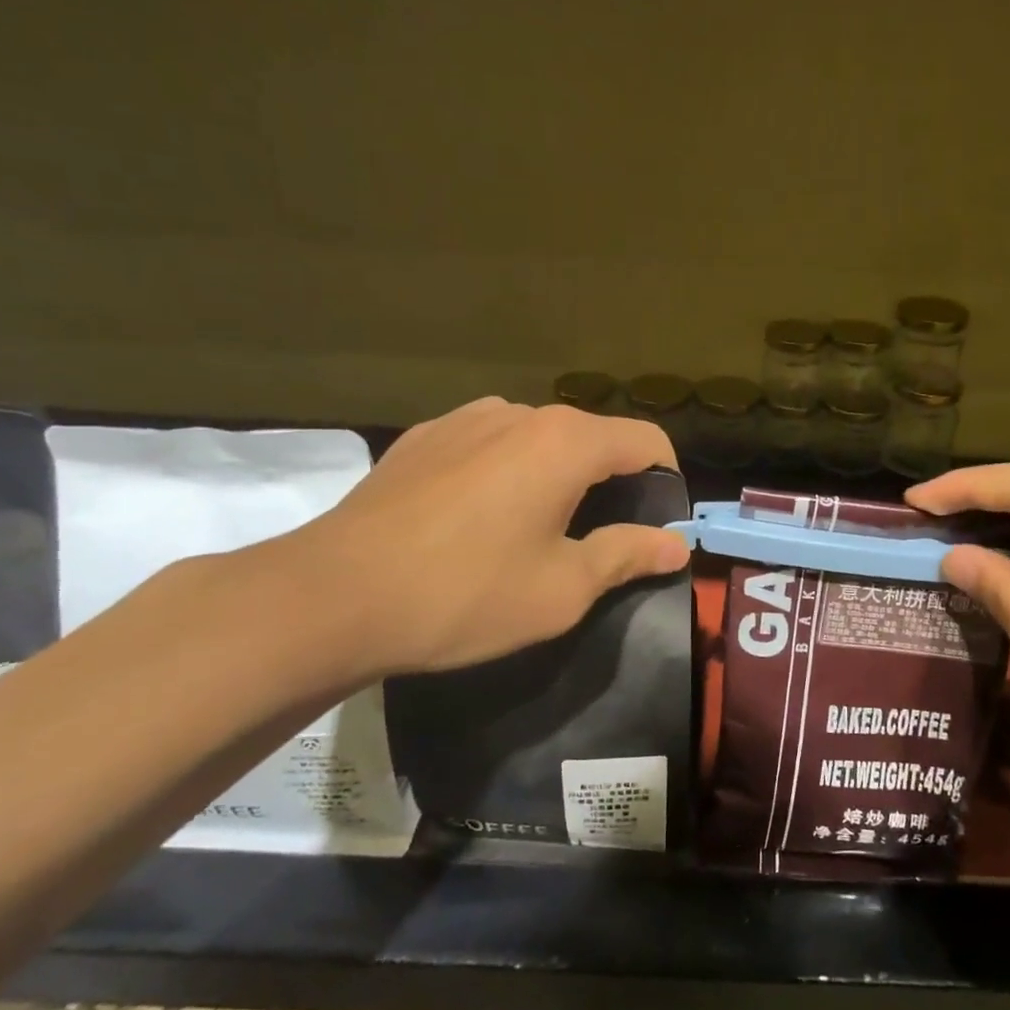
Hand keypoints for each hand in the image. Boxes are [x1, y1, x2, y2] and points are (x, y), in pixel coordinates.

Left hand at [269, 399, 687, 682]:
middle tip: (596, 540)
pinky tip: (475, 519)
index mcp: (566, 442)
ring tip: (532, 529)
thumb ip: (627, 554)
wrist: (332, 596)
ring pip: (539, 438)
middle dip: (610, 481)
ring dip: (555, 474)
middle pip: (592, 437)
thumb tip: (676, 544)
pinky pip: (489, 443)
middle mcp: (521, 413)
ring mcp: (466, 418)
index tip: (657, 525)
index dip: (666, 480)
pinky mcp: (424, 435)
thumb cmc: (464, 594)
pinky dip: (505, 471)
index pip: (646, 441)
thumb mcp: (561, 589)